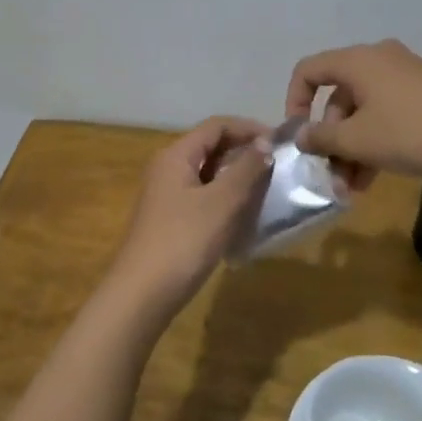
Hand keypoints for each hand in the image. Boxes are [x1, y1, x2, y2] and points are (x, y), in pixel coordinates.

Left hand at [104, 117, 272, 320]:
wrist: (142, 295)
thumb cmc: (183, 241)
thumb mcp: (221, 203)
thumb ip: (246, 169)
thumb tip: (265, 143)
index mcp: (176, 155)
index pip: (216, 125)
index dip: (249, 128)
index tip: (280, 143)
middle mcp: (167, 168)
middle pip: (210, 147)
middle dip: (243, 152)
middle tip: (276, 167)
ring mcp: (166, 195)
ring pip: (207, 173)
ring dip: (236, 176)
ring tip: (265, 190)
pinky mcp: (169, 220)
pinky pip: (202, 196)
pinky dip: (224, 198)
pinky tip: (242, 216)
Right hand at [285, 39, 421, 184]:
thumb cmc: (410, 132)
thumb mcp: (358, 140)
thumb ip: (321, 137)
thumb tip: (301, 135)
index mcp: (358, 60)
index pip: (309, 70)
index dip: (294, 102)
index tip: (298, 137)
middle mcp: (380, 60)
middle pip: (338, 97)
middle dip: (330, 139)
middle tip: (331, 176)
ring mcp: (407, 77)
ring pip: (364, 112)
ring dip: (352, 149)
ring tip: (351, 189)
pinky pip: (388, 115)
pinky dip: (376, 143)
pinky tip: (374, 179)